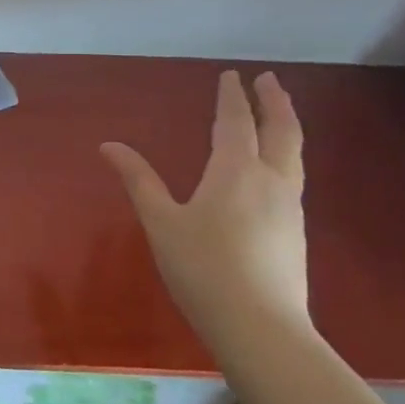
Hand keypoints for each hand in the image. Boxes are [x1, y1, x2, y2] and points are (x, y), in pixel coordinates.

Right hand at [100, 70, 310, 347]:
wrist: (261, 329)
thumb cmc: (204, 269)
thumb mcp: (161, 222)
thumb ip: (139, 180)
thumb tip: (109, 145)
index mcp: (236, 171)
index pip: (235, 122)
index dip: (232, 97)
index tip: (233, 75)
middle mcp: (270, 181)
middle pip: (281, 131)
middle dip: (274, 102)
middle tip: (268, 80)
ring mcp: (289, 208)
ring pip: (294, 155)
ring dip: (286, 127)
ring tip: (277, 116)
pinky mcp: (295, 232)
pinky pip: (293, 177)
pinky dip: (286, 155)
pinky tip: (275, 170)